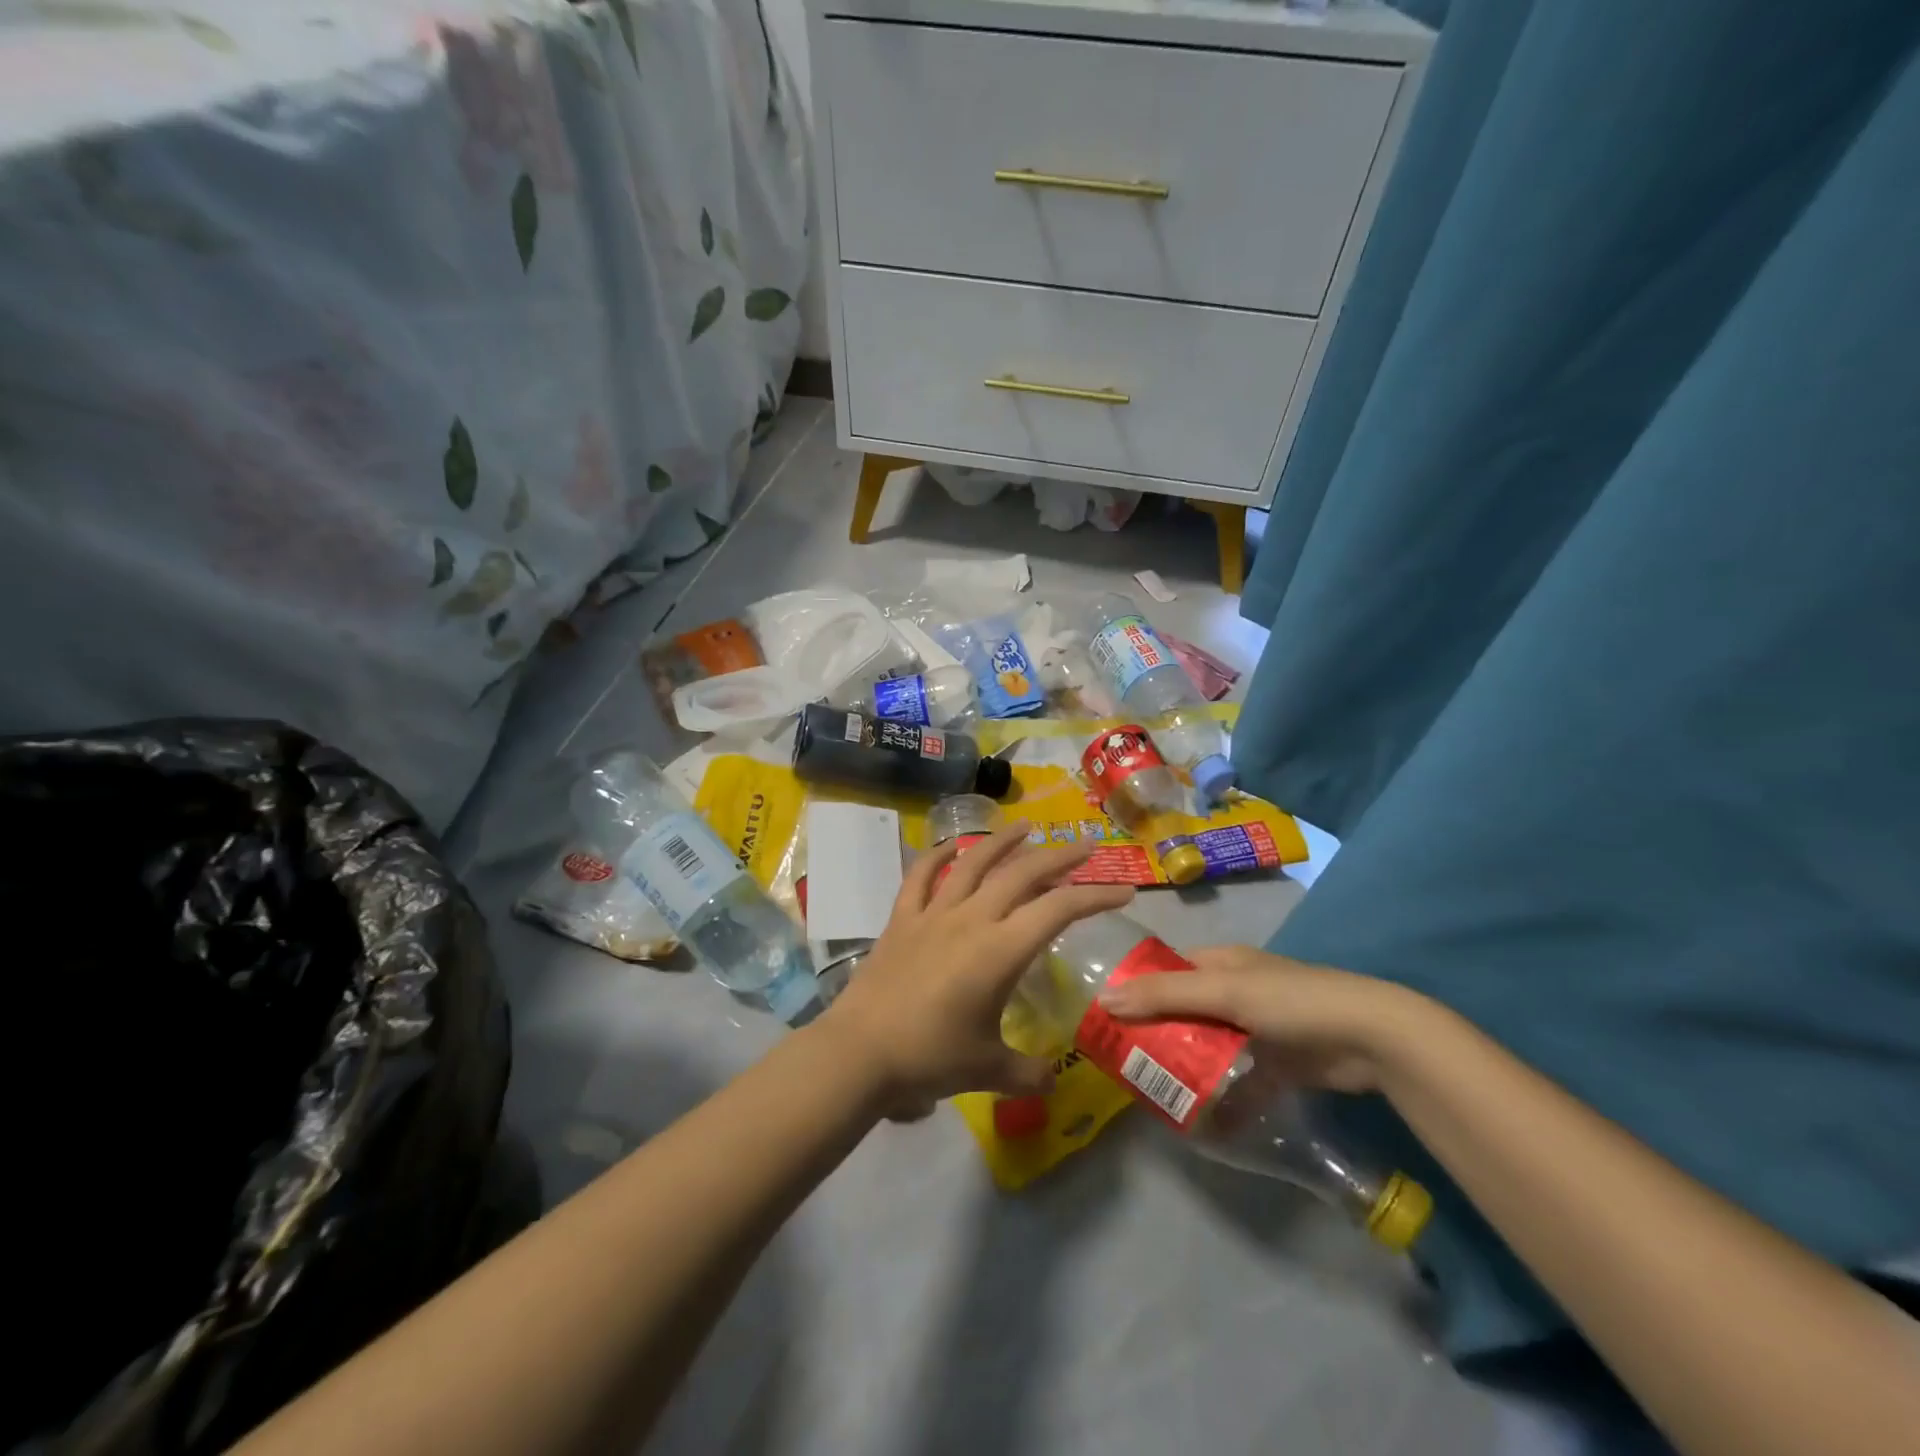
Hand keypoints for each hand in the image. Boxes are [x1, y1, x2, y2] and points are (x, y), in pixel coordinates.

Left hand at [819, 823, 1133, 1111]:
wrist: (859, 1052)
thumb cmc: (930, 1058)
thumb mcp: (988, 1070)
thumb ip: (1027, 1073)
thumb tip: (1051, 1080)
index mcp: (1000, 950)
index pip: (1058, 910)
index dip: (1095, 897)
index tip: (1123, 891)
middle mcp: (971, 919)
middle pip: (1022, 874)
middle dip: (1059, 857)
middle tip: (1084, 845)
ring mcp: (933, 913)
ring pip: (973, 863)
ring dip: (1003, 841)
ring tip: (1026, 828)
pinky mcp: (902, 918)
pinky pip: (921, 876)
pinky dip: (936, 855)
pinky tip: (950, 846)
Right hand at [1095, 944, 1426, 1093]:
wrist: (1371, 1038)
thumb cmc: (1290, 1001)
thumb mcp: (1223, 992)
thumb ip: (1165, 996)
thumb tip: (1104, 999)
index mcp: (1221, 962)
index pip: (1167, 970)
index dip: (1136, 988)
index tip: (1105, 1015)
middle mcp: (1235, 990)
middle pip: (1183, 1010)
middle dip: (1156, 1033)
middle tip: (1120, 1060)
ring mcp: (1257, 1029)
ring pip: (1208, 1046)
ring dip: (1185, 1067)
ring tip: (1149, 1091)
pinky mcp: (1277, 1064)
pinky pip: (1238, 1081)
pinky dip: (1221, 1098)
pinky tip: (1199, 1121)